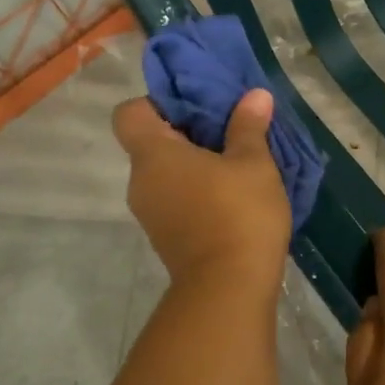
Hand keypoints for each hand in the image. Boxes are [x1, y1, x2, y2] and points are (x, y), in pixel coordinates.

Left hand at [112, 90, 291, 293]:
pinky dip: (196, 190)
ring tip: (235, 161)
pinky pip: (174, 197)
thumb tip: (255, 95)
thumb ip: (249, 126)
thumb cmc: (238, 214)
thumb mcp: (253, 163)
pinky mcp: (165, 237)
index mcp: (153, 155)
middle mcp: (141, 182)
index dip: (157, 102)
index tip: (194, 106)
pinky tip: (232, 194)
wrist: (229, 290)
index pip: (129, 112)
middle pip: (150, 142)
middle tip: (226, 129)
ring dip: (194, 163)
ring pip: (165, 173)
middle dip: (186, 132)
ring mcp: (150, 213)